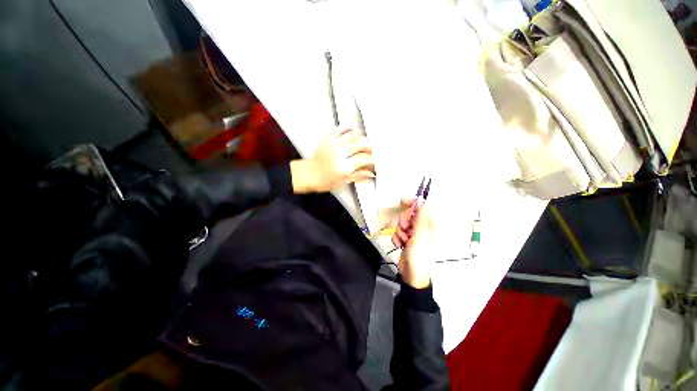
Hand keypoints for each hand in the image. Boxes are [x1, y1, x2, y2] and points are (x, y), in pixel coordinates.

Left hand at [290, 128, 374, 192]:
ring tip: (362, 144)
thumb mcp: (343, 181)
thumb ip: (358, 176)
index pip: (365, 159)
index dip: (374, 159)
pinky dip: (348, 128)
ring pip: (353, 135)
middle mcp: (339, 153)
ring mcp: (333, 144)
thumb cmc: (324, 181)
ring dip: (361, 138)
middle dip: (369, 148)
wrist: (308, 174)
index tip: (376, 161)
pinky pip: (340, 128)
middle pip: (361, 144)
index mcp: (344, 167)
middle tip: (370, 152)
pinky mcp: (327, 139)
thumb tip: (371, 173)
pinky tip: (353, 132)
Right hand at [392, 198, 434, 288]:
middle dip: (404, 221)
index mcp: (429, 226)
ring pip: (401, 223)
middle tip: (406, 229)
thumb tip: (422, 203)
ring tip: (404, 241)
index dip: (412, 203)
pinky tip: (400, 245)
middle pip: (409, 214)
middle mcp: (421, 228)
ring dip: (400, 232)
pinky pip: (397, 231)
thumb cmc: (419, 258)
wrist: (411, 275)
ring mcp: (413, 233)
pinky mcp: (405, 238)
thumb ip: (420, 219)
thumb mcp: (419, 238)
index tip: (403, 200)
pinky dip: (396, 238)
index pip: (421, 208)